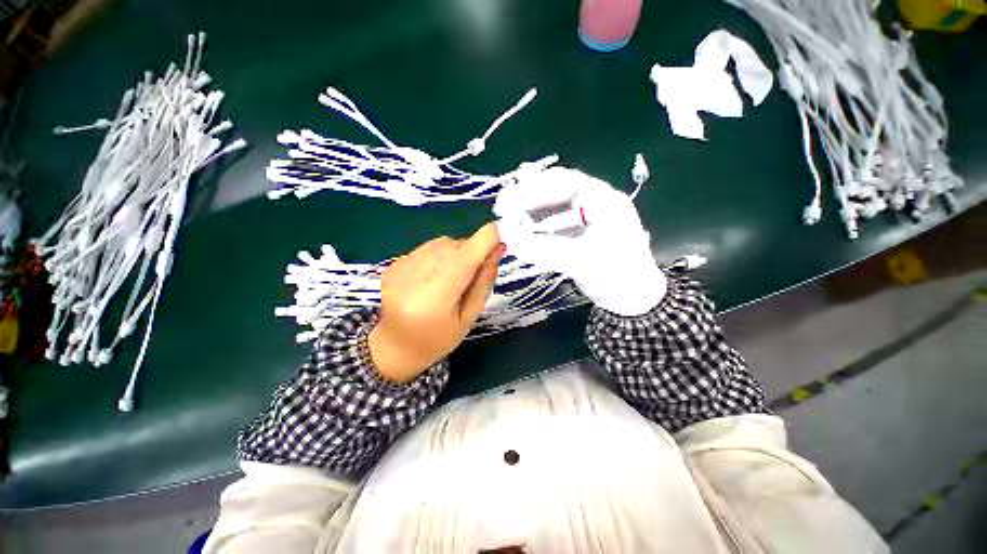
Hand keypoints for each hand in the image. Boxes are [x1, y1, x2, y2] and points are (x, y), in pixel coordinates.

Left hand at [369, 223, 504, 382]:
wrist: (396, 346)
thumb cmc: (439, 338)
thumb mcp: (469, 317)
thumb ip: (484, 282)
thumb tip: (498, 249)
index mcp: (436, 298)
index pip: (465, 258)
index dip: (485, 240)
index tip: (501, 234)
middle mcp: (415, 277)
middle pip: (454, 246)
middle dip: (471, 251)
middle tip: (474, 271)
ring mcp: (400, 268)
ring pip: (440, 243)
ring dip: (454, 253)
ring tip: (452, 277)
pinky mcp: (393, 264)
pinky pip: (426, 248)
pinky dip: (438, 256)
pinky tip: (433, 277)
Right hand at [493, 167, 665, 315]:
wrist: (633, 300)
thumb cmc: (616, 276)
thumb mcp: (579, 261)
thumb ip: (541, 248)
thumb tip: (506, 236)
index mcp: (603, 198)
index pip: (562, 182)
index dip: (531, 190)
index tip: (505, 203)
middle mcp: (594, 201)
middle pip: (555, 190)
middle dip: (527, 198)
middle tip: (502, 210)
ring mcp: (586, 217)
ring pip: (552, 206)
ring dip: (530, 211)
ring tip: (508, 220)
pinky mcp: (579, 232)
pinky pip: (553, 222)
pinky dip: (536, 226)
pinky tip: (523, 231)